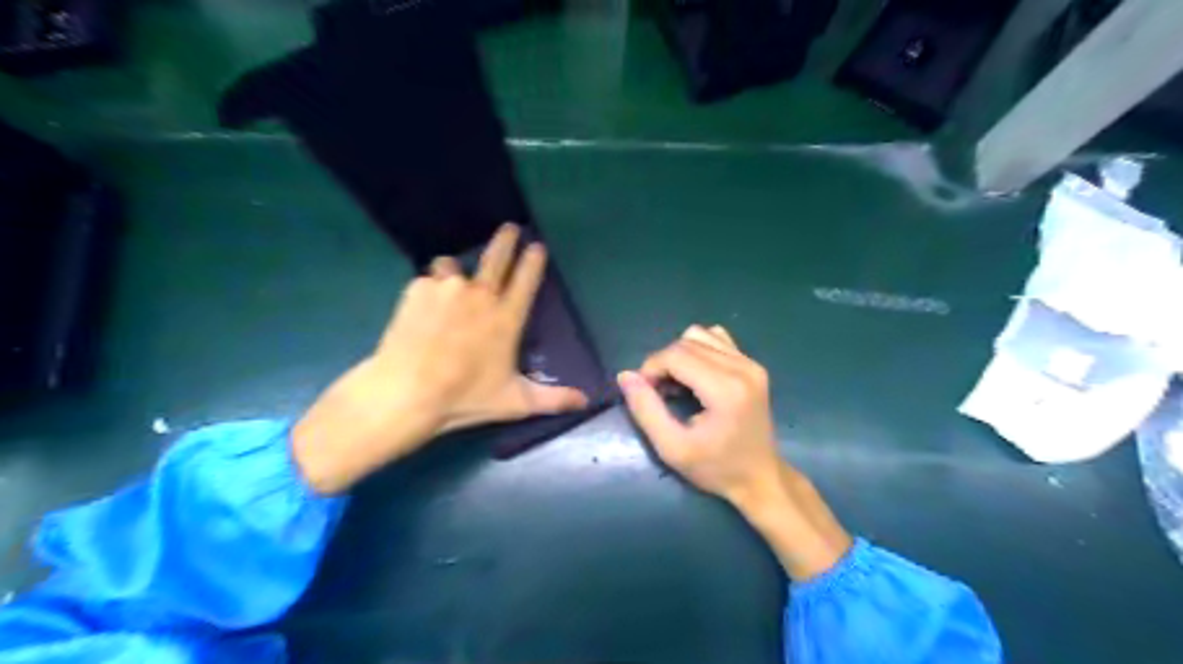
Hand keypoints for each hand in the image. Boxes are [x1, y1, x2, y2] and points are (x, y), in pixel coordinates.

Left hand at [291, 225, 585, 493]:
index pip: (527, 279)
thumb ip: (553, 399)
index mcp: (506, 318)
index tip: (537, 245)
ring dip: (454, 272)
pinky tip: (422, 311)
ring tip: (448, 289)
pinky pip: (427, 281)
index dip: (534, 260)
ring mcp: (448, 288)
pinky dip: (428, 291)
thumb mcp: (514, 402)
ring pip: (453, 266)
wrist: (407, 392)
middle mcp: (480, 295)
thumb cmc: (465, 397)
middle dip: (506, 239)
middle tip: (509, 228)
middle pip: (497, 256)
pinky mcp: (418, 289)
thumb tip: (588, 401)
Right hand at [615, 328, 782, 508]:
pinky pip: (716, 339)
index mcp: (725, 389)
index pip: (674, 355)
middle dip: (662, 363)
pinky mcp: (753, 364)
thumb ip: (646, 410)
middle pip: (685, 343)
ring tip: (678, 384)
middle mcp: (742, 368)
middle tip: (659, 393)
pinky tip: (697, 376)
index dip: (650, 368)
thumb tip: (625, 376)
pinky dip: (698, 351)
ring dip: (679, 355)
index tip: (646, 393)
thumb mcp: (672, 448)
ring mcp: (751, 363)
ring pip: (699, 335)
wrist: (760, 478)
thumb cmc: (716, 469)